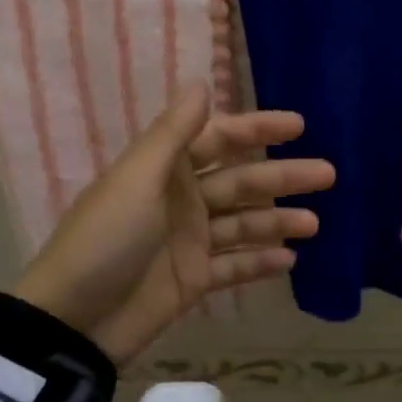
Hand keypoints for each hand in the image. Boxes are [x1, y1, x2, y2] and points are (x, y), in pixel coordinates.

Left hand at [14, 85, 333, 362]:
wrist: (73, 320)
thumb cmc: (105, 240)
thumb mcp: (137, 180)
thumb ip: (173, 134)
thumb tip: (200, 82)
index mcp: (166, 170)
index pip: (220, 139)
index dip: (257, 129)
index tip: (299, 126)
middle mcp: (182, 200)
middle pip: (241, 182)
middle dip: (283, 177)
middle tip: (328, 174)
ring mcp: (190, 241)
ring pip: (244, 224)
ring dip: (278, 221)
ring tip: (314, 222)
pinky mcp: (194, 280)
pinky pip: (234, 265)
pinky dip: (260, 261)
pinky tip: (291, 259)